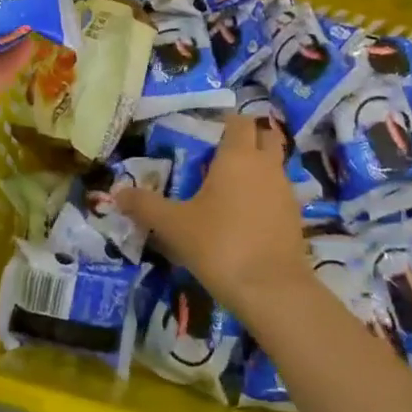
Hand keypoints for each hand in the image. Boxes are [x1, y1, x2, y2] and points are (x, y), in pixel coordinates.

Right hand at [113, 114, 309, 319]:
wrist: (272, 291)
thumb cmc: (220, 245)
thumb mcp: (174, 226)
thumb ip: (145, 206)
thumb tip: (117, 193)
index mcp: (238, 156)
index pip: (238, 121)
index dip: (225, 121)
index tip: (207, 130)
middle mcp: (265, 165)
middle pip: (265, 136)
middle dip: (248, 138)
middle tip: (222, 153)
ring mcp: (285, 191)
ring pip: (274, 165)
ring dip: (258, 167)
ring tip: (231, 186)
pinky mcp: (295, 217)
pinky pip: (279, 192)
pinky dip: (266, 194)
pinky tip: (246, 216)